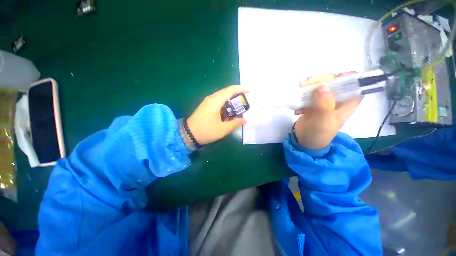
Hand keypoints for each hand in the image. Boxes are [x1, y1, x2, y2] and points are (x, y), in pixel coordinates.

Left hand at [187, 85, 248, 144]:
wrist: (188, 134)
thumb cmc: (206, 131)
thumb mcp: (223, 129)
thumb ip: (235, 123)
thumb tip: (245, 120)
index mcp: (216, 101)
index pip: (231, 90)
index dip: (241, 89)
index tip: (250, 92)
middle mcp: (212, 98)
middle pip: (227, 91)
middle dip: (237, 94)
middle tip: (246, 101)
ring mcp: (208, 101)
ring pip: (222, 95)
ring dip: (231, 99)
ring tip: (239, 107)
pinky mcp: (206, 105)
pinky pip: (218, 100)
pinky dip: (226, 103)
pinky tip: (229, 111)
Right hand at [294, 73, 361, 148]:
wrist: (305, 141)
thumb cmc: (318, 133)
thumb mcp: (323, 121)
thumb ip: (324, 104)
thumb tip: (322, 86)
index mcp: (347, 104)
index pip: (355, 85)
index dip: (350, 77)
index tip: (337, 75)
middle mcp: (337, 100)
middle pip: (334, 83)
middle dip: (321, 80)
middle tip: (306, 83)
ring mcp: (324, 101)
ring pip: (320, 87)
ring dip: (309, 87)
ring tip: (299, 90)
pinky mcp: (313, 104)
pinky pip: (309, 95)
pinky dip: (302, 97)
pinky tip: (297, 108)